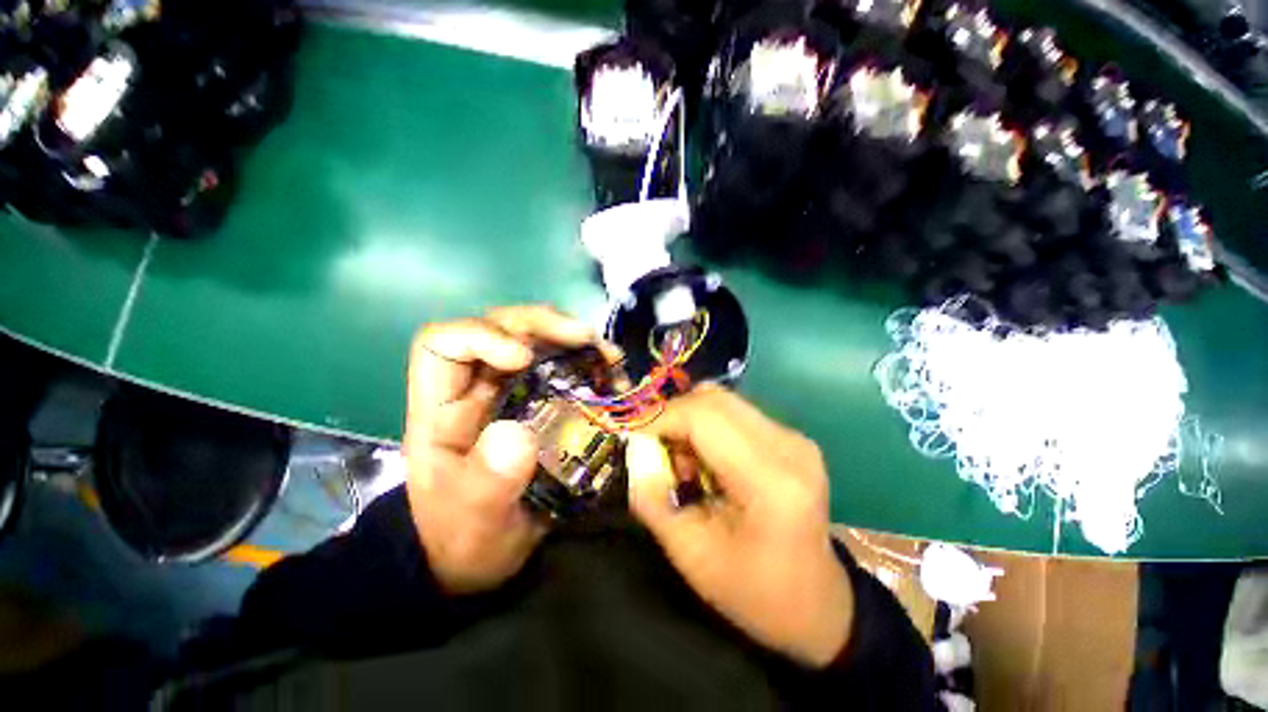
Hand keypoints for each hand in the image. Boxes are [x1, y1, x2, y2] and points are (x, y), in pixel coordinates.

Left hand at [403, 305, 600, 593]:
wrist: (482, 553)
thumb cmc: (464, 537)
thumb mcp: (473, 519)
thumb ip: (489, 482)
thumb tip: (518, 434)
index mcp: (443, 409)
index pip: (443, 344)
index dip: (481, 335)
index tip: (524, 358)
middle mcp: (478, 388)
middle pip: (501, 328)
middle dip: (542, 325)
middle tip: (586, 338)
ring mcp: (513, 391)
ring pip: (537, 342)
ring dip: (573, 340)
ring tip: (609, 355)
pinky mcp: (541, 402)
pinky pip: (564, 368)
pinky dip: (589, 364)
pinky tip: (611, 374)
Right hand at [625, 385, 853, 667]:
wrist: (818, 604)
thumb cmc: (755, 593)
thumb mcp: (692, 556)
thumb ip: (654, 500)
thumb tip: (632, 452)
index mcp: (771, 480)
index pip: (704, 418)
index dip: (660, 418)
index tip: (630, 433)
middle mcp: (788, 446)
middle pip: (714, 400)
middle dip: (673, 416)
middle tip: (654, 450)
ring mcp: (794, 438)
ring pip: (723, 401)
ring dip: (690, 421)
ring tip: (683, 462)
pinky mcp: (790, 437)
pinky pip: (735, 413)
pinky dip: (707, 427)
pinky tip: (706, 462)